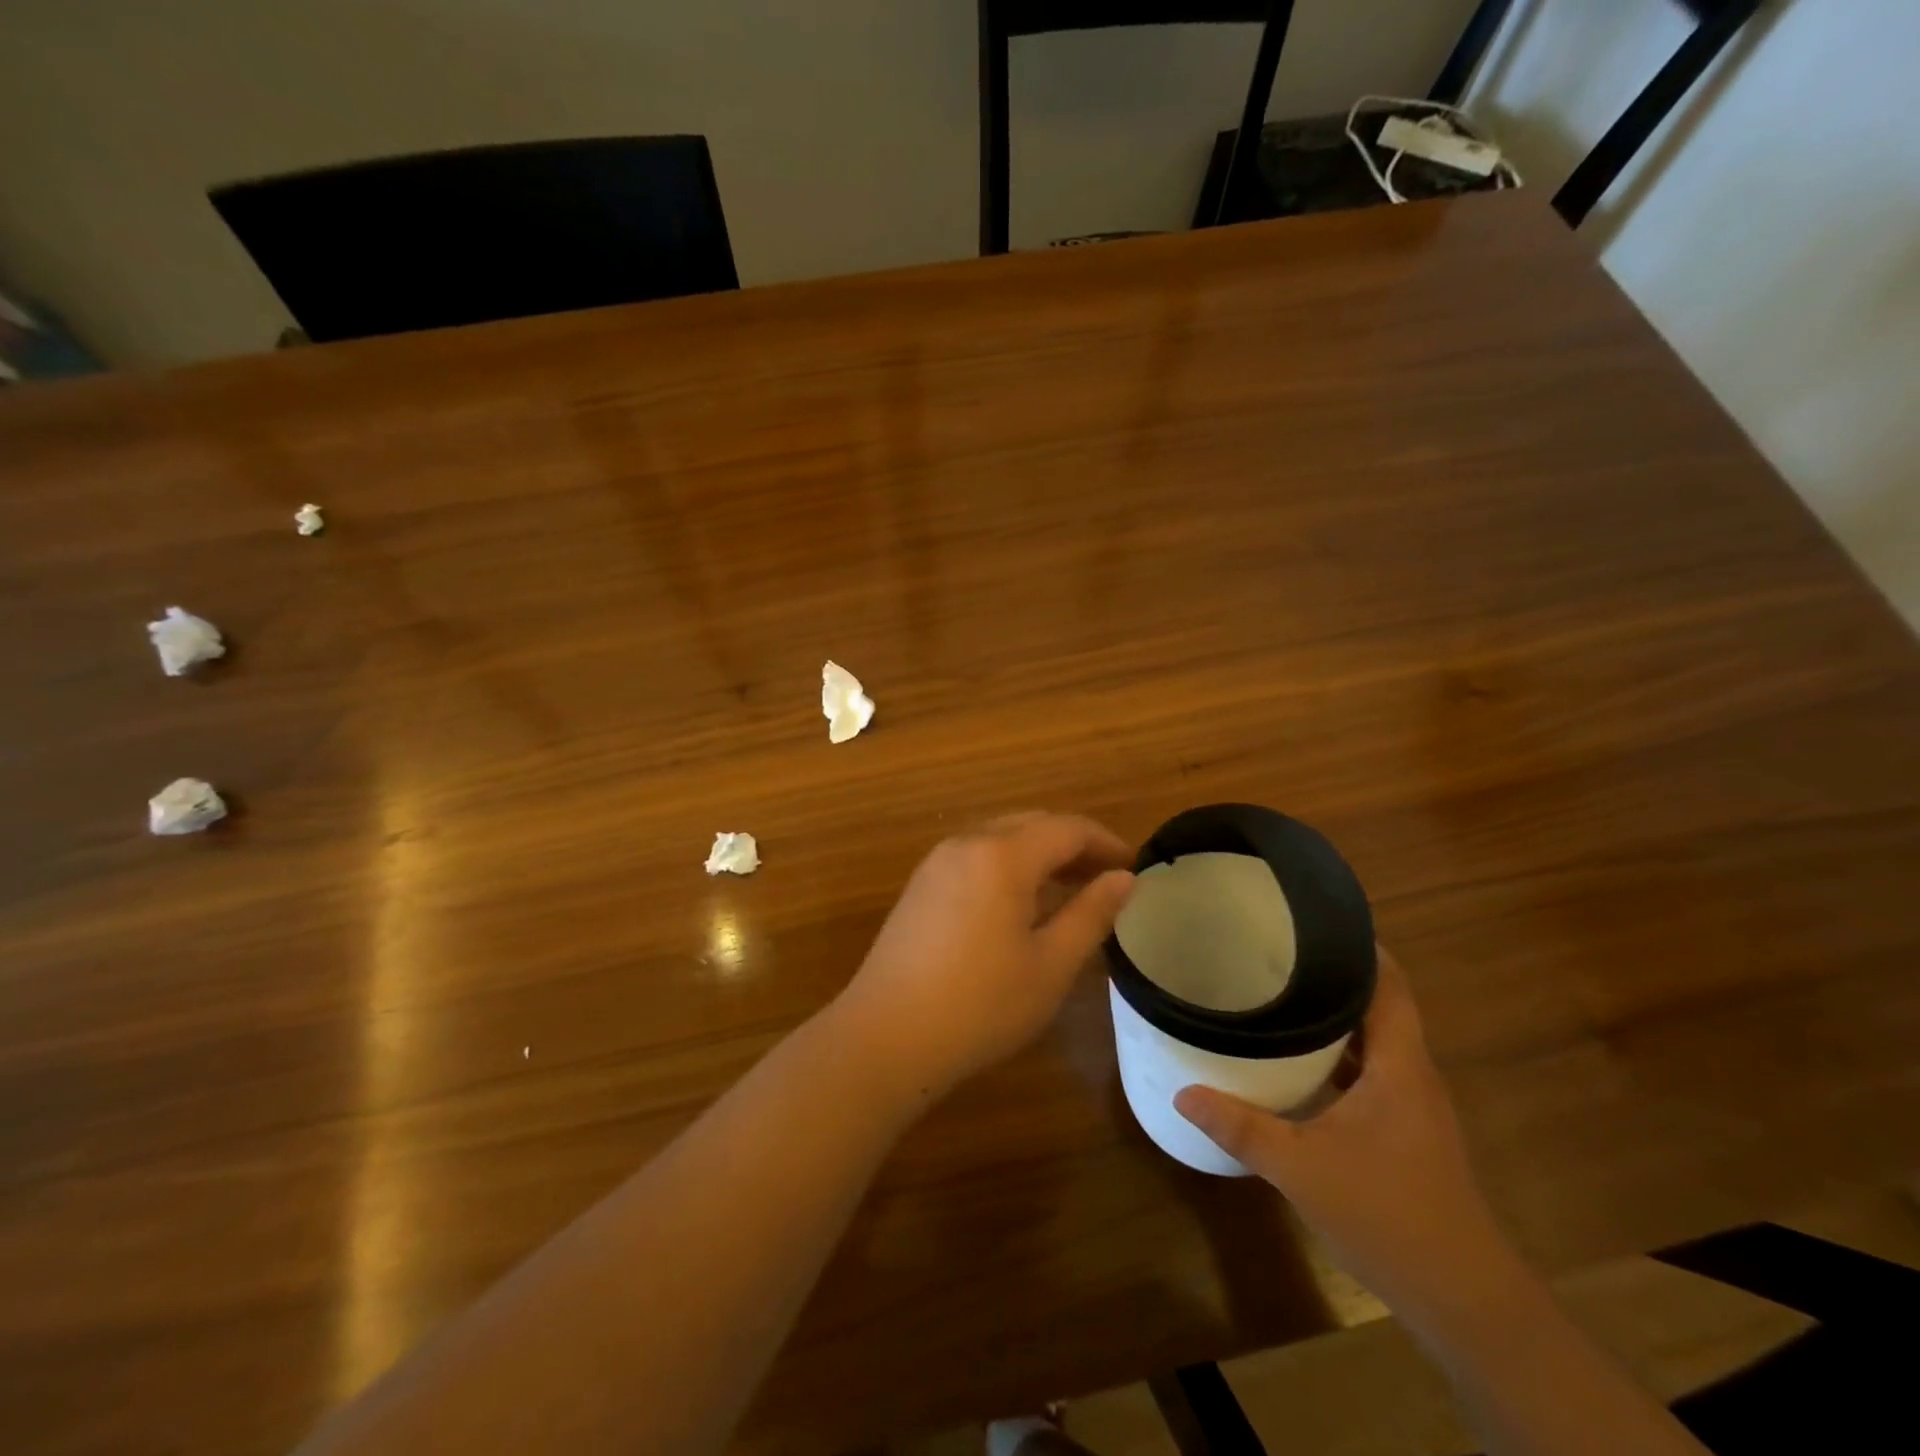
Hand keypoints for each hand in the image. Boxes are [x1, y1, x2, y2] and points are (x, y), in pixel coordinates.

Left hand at [830, 813, 1134, 1104]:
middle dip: (1073, 846)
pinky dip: (1009, 867)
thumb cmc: (981, 1004)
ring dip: (1040, 855)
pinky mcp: (920, 886)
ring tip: (1071, 891)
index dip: (1105, 843)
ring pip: (1001, 839)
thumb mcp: (1051, 964)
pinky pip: (976, 858)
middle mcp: (967, 843)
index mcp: (1002, 855)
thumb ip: (1091, 914)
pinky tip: (1020, 905)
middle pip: (1032, 825)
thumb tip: (1123, 879)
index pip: (1066, 828)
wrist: (887, 1036)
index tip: (1133, 868)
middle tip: (1106, 879)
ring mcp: (937, 862)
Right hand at [1174, 948, 1514, 1314]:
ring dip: (1335, 1014)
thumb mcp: (1302, 1169)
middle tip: (1277, 949)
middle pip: (1379, 1004)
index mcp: (1399, 1066)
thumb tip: (1182, 1093)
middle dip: (1334, 973)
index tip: (1313, 918)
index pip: (1390, 984)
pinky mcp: (1404, 1130)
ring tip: (1279, 990)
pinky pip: (1369, 1070)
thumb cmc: (1389, 1217)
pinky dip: (1337, 1053)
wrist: (1463, 1301)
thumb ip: (1241, 1127)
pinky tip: (1297, 1059)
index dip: (1360, 946)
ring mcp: (1411, 1105)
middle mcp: (1412, 1074)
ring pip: (1374, 1039)